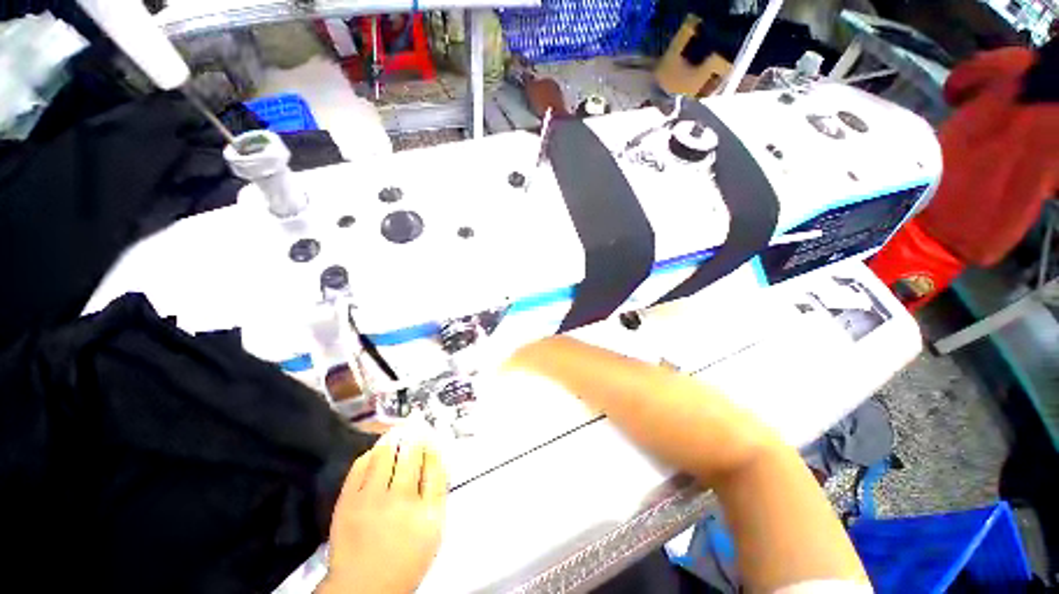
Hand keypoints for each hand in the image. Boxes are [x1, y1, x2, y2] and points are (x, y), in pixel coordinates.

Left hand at [321, 424, 447, 593]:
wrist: (363, 588)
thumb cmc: (405, 560)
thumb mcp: (433, 531)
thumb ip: (437, 494)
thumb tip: (436, 459)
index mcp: (428, 512)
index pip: (434, 465)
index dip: (433, 446)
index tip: (430, 435)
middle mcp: (402, 501)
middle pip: (412, 454)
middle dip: (415, 435)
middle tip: (415, 423)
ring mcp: (371, 500)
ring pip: (385, 454)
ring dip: (393, 438)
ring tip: (397, 430)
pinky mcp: (347, 502)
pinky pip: (360, 466)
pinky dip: (369, 454)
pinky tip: (374, 451)